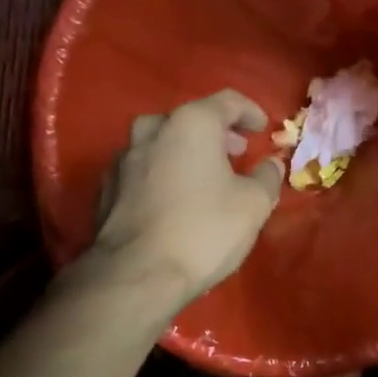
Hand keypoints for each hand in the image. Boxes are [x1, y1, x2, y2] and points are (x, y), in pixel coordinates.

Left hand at [88, 90, 284, 305]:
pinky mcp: (106, 189)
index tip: (262, 128)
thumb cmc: (204, 231)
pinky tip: (173, 201)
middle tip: (236, 153)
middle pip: (189, 120)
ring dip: (186, 154)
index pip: (227, 101)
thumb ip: (267, 177)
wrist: (136, 275)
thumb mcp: (253, 205)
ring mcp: (122, 159)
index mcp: (190, 124)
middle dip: (216, 134)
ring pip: (161, 144)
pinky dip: (163, 175)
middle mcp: (151, 130)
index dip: (250, 112)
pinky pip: (142, 171)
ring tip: (205, 178)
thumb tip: (271, 164)